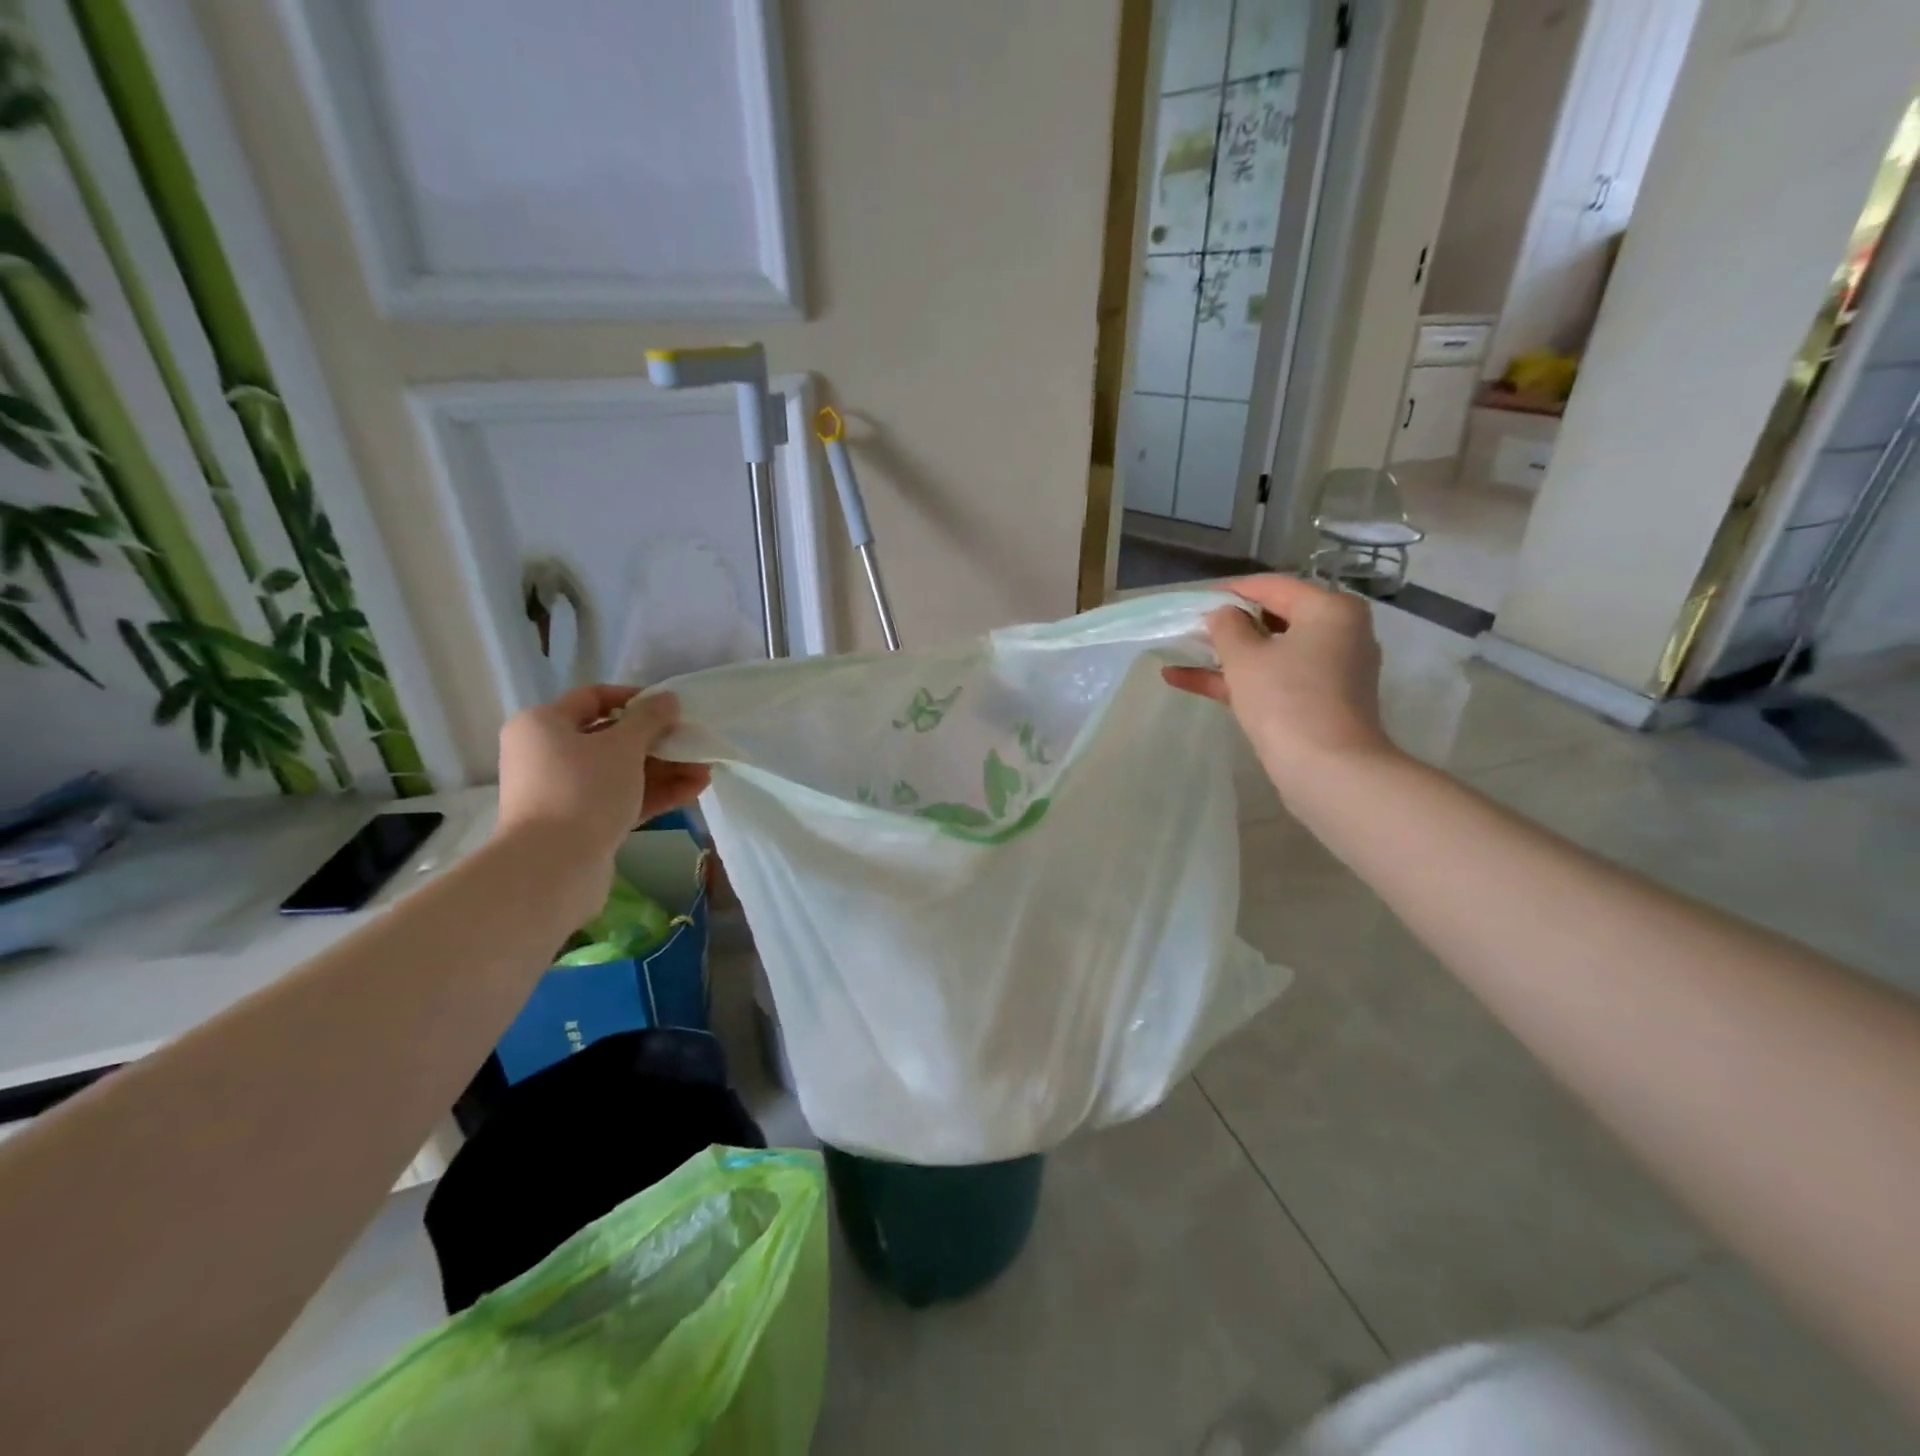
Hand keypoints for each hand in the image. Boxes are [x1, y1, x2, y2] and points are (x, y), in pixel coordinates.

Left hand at [494, 685, 710, 863]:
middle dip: (659, 741)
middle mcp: (547, 755)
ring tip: (705, 771)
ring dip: (664, 769)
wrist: (552, 866)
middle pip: (611, 739)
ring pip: (621, 772)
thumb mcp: (623, 746)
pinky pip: (621, 798)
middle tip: (694, 743)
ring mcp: (564, 792)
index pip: (593, 698)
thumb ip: (650, 718)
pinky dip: (654, 793)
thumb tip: (667, 698)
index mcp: (543, 725)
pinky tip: (693, 790)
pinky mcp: (581, 823)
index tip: (671, 708)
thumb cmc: (583, 789)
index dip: (635, 698)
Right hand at [1162, 575, 1395, 798]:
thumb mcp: (1244, 656)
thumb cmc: (1286, 700)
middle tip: (1190, 628)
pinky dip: (1237, 680)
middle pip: (1274, 618)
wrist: (1328, 770)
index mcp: (1330, 609)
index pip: (1273, 586)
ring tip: (1181, 652)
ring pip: (1270, 652)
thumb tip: (1222, 614)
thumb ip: (1226, 626)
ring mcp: (1331, 671)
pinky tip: (1184, 680)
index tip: (1194, 600)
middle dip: (1228, 625)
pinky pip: (1274, 679)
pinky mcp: (1319, 702)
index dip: (1230, 591)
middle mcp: (1339, 633)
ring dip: (1226, 655)